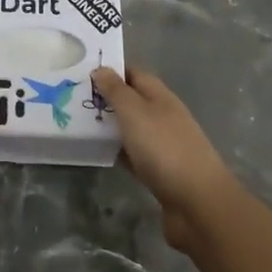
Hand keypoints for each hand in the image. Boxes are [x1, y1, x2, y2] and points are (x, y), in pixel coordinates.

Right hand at [92, 66, 240, 249]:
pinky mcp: (159, 171)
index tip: (82, 72)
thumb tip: (101, 68)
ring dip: (110, 125)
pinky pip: (134, 153)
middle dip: (107, 99)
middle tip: (73, 99)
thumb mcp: (135, 112)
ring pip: (131, 128)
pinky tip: (99, 153)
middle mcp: (163, 116)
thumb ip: (116, 90)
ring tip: (79, 123)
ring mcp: (163, 145)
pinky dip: (118, 151)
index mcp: (160, 97)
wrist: (198, 203)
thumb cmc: (164, 149)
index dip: (111, 71)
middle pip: (132, 101)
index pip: (134, 74)